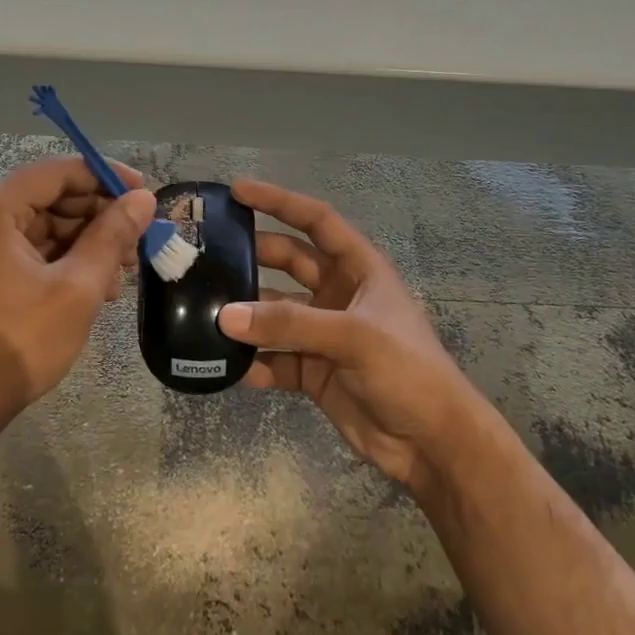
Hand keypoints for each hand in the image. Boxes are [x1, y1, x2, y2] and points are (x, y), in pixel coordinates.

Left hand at [0, 157, 154, 431]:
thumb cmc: (17, 345)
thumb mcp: (77, 289)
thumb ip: (112, 236)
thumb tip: (143, 199)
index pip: (56, 172)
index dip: (105, 177)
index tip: (145, 195)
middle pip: (45, 197)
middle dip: (95, 217)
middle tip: (136, 245)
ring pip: (34, 225)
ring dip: (79, 242)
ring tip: (119, 274)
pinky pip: (17, 248)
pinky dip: (54, 259)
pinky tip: (88, 284)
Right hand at [217, 180, 490, 494]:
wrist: (432, 443)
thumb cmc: (407, 371)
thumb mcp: (353, 337)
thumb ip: (289, 324)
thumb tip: (225, 315)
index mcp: (360, 269)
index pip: (316, 221)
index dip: (279, 202)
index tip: (238, 190)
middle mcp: (338, 295)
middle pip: (288, 263)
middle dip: (252, 256)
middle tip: (207, 253)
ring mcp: (323, 334)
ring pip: (274, 314)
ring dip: (246, 315)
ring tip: (202, 311)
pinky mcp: (313, 372)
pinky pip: (273, 359)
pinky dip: (252, 362)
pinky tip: (225, 366)